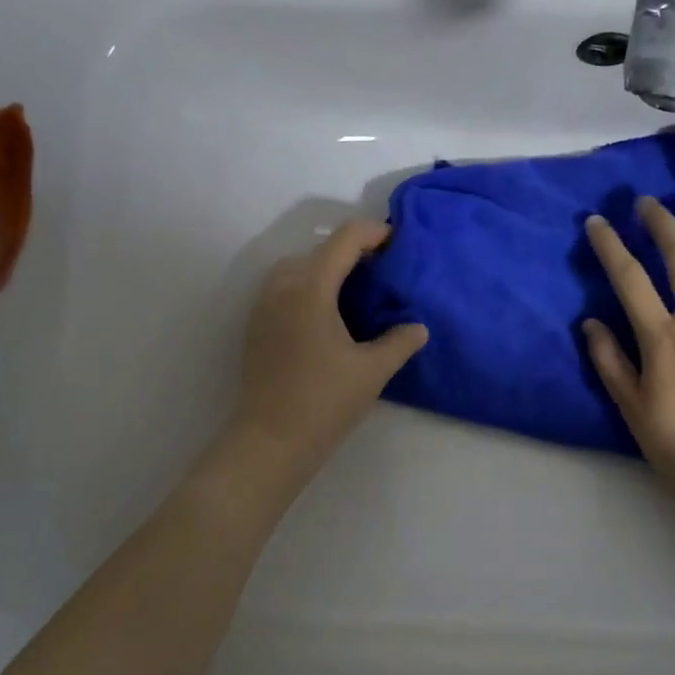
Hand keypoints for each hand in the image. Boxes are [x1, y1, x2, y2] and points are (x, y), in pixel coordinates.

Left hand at [233, 219, 428, 467]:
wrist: (270, 440)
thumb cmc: (324, 401)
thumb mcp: (372, 371)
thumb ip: (399, 343)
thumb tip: (418, 328)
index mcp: (311, 289)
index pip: (343, 240)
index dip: (372, 233)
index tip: (395, 241)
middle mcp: (282, 288)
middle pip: (317, 249)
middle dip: (349, 250)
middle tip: (379, 269)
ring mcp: (264, 307)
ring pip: (295, 268)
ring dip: (323, 268)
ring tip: (352, 289)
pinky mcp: (256, 327)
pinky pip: (282, 289)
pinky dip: (306, 286)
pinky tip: (326, 315)